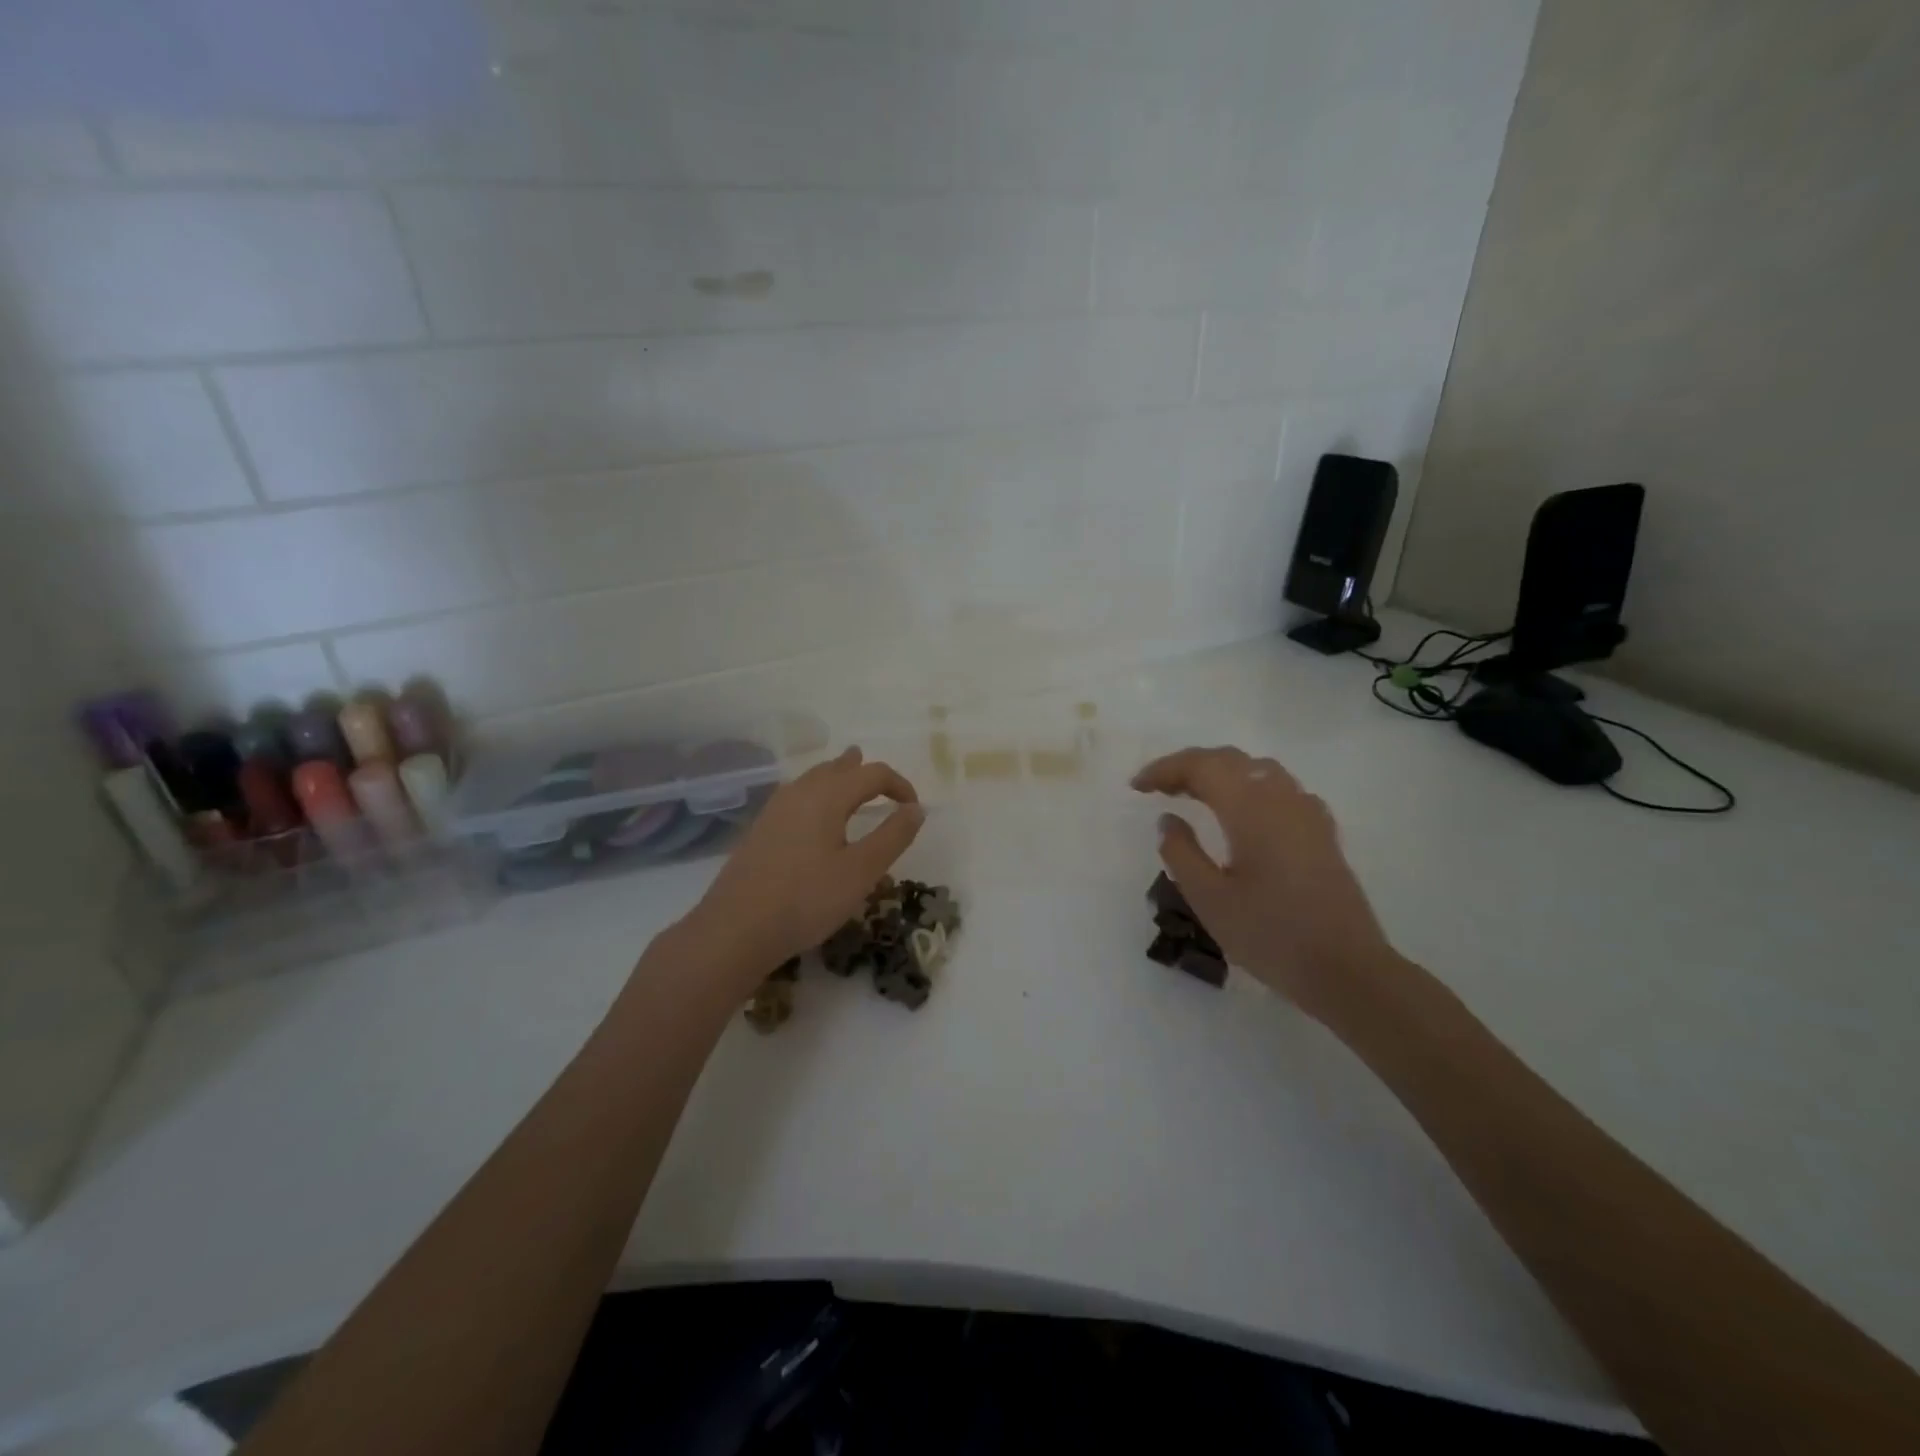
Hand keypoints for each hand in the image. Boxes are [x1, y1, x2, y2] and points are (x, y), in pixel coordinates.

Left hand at [677, 747, 923, 990]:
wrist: (736, 928)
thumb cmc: (807, 899)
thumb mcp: (861, 871)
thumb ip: (892, 836)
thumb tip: (916, 809)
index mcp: (828, 795)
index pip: (873, 773)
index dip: (899, 784)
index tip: (914, 808)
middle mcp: (800, 792)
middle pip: (838, 768)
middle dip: (864, 772)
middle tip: (883, 783)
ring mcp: (775, 810)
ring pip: (813, 779)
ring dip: (838, 778)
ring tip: (850, 782)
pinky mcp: (760, 830)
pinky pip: (797, 796)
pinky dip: (817, 794)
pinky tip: (814, 815)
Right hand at [1132, 747, 1398, 1024]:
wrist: (1347, 970)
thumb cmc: (1271, 935)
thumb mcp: (1209, 899)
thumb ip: (1181, 853)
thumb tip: (1169, 820)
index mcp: (1250, 808)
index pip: (1201, 766)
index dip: (1165, 769)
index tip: (1137, 786)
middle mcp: (1281, 797)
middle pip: (1230, 760)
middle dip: (1189, 766)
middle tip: (1158, 788)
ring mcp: (1307, 812)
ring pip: (1257, 769)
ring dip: (1220, 773)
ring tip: (1194, 795)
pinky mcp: (1322, 831)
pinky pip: (1280, 789)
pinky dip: (1249, 787)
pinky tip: (1243, 814)